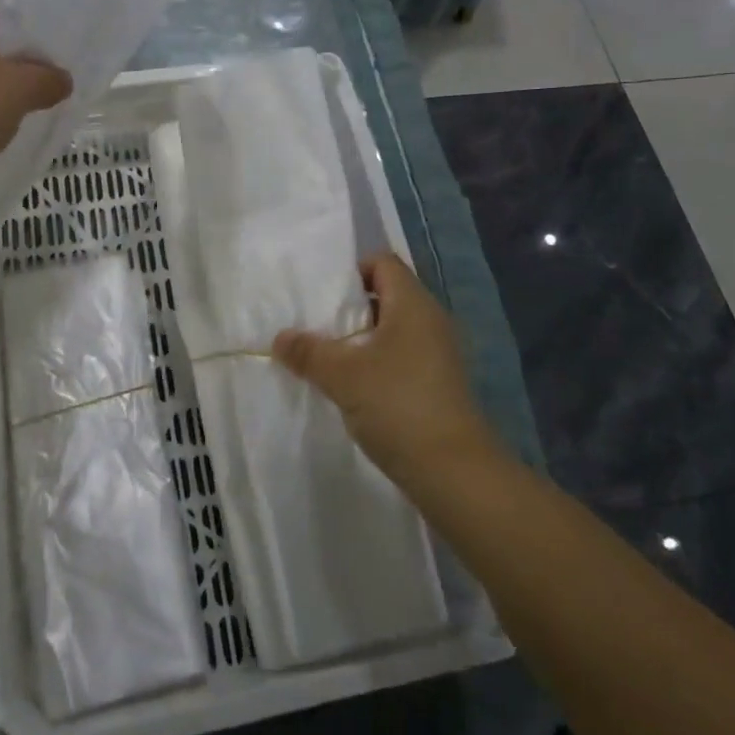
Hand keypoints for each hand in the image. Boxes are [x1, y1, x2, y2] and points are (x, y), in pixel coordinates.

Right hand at [273, 253, 499, 484]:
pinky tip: (352, 387)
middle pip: (386, 295)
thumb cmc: (398, 405)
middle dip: (350, 309)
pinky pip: (402, 357)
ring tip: (328, 357)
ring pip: (393, 330)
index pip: (383, 263)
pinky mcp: (439, 383)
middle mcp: (430, 320)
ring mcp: (438, 353)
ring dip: (361, 340)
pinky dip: (377, 363)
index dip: (352, 271)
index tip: (323, 296)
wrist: (454, 472)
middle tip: (317, 325)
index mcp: (413, 304)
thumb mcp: (342, 376)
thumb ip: (308, 352)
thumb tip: (280, 337)